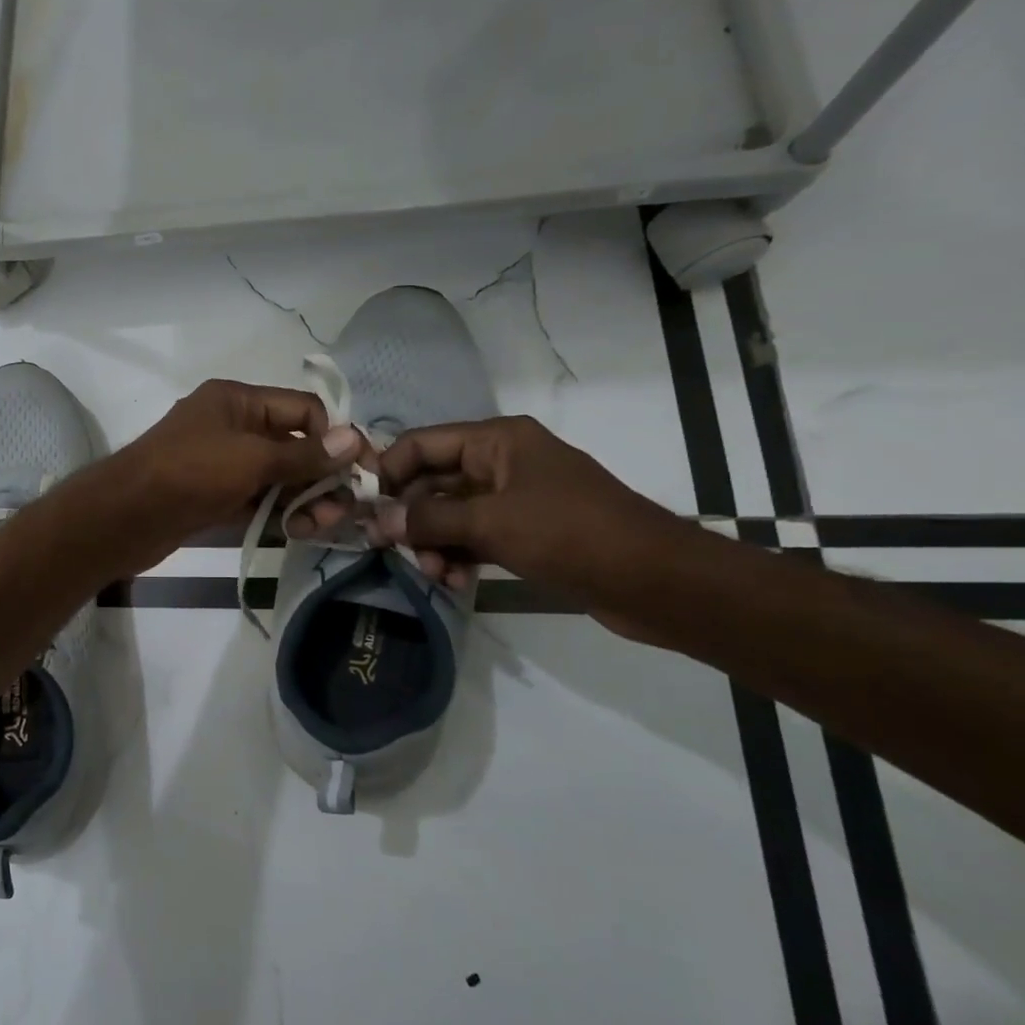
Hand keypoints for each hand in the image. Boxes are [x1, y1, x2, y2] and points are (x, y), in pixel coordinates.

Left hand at [92, 379, 365, 573]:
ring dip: (303, 499)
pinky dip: (278, 512)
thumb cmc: (190, 473)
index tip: (360, 471)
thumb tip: (354, 439)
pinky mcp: (213, 497)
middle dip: (321, 475)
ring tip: (319, 527)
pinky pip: (257, 499)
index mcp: (237, 400)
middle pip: (292, 444)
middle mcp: (231, 426)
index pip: (302, 408)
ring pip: (276, 477)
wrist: (126, 516)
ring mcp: (221, 464)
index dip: (333, 436)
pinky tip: (299, 531)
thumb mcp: (251, 458)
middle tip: (343, 510)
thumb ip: (304, 453)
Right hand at [322, 416, 687, 622]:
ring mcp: (513, 498)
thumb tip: (377, 521)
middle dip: (411, 518)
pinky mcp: (525, 532)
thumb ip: (429, 520)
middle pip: (432, 482)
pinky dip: (459, 556)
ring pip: (450, 514)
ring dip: (434, 543)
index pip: (421, 443)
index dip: (389, 472)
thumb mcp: (492, 523)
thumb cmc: (572, 534)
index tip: (366, 510)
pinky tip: (455, 582)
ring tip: (434, 575)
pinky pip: (474, 536)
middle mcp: (500, 462)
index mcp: (496, 441)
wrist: (657, 581)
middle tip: (393, 551)